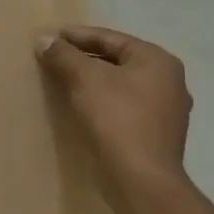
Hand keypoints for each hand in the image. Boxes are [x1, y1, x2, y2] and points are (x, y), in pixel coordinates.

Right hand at [37, 25, 191, 188]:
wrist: (140, 178)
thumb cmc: (117, 117)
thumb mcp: (84, 79)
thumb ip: (64, 55)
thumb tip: (44, 40)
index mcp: (158, 61)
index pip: (111, 38)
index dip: (77, 35)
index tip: (50, 36)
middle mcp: (169, 81)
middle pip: (117, 59)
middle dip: (84, 57)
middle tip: (53, 56)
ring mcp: (165, 110)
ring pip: (120, 83)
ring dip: (91, 79)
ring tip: (61, 78)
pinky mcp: (155, 133)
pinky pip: (123, 104)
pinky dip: (101, 99)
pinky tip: (79, 103)